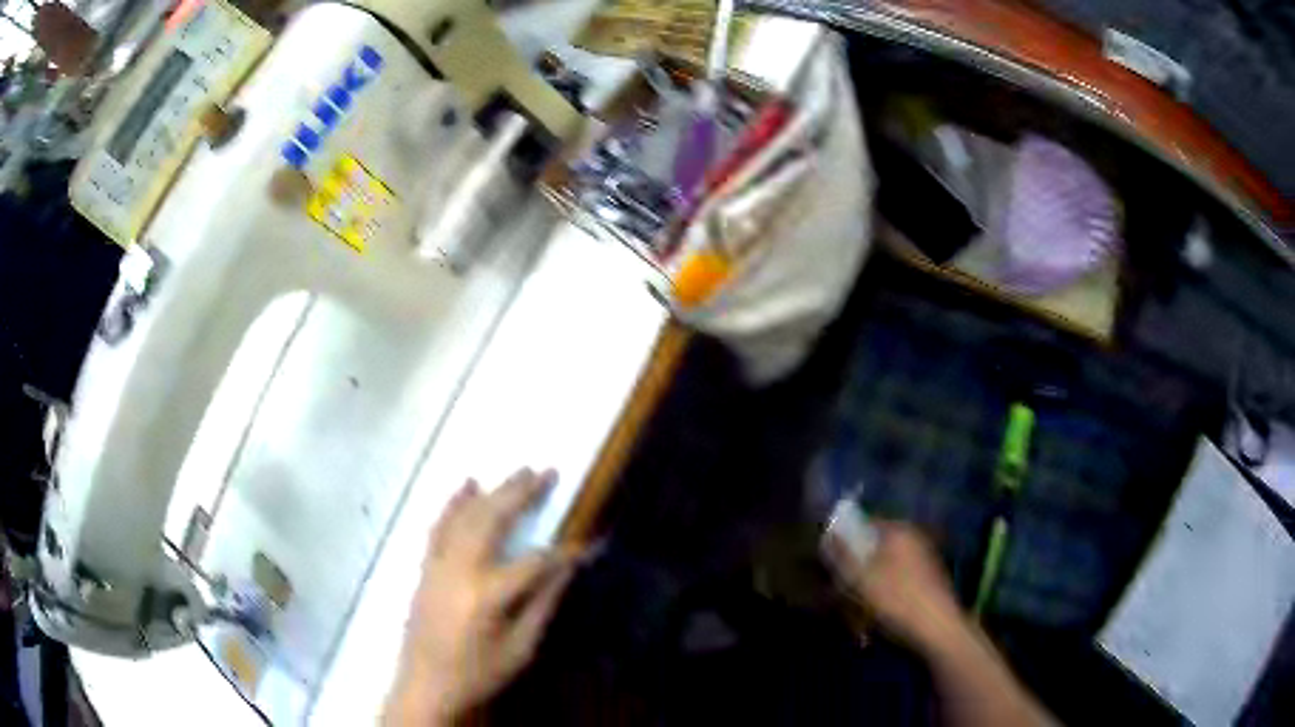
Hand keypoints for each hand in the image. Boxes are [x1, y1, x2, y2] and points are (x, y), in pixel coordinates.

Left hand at [386, 469, 576, 724]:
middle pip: (494, 520)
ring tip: (517, 472)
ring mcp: (439, 564)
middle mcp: (461, 569)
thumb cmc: (478, 672)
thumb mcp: (520, 648)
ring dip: (493, 491)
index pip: (535, 562)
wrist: (425, 683)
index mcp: (489, 595)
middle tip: (545, 472)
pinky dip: (453, 502)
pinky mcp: (426, 565)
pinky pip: (439, 525)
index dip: (564, 551)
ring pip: (467, 516)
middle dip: (522, 494)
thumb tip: (569, 569)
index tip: (588, 541)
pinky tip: (467, 483)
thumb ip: (543, 604)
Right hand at [823, 518, 964, 651]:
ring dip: (864, 596)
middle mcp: (912, 540)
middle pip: (871, 552)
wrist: (939, 631)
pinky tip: (872, 627)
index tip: (828, 566)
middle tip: (840, 601)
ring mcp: (922, 562)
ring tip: (855, 621)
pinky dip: (881, 604)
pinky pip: (894, 588)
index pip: (862, 525)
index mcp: (898, 531)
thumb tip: (829, 535)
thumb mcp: (860, 579)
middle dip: (852, 577)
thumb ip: (841, 555)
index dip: (842, 543)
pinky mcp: (925, 585)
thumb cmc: (897, 601)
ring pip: (881, 574)